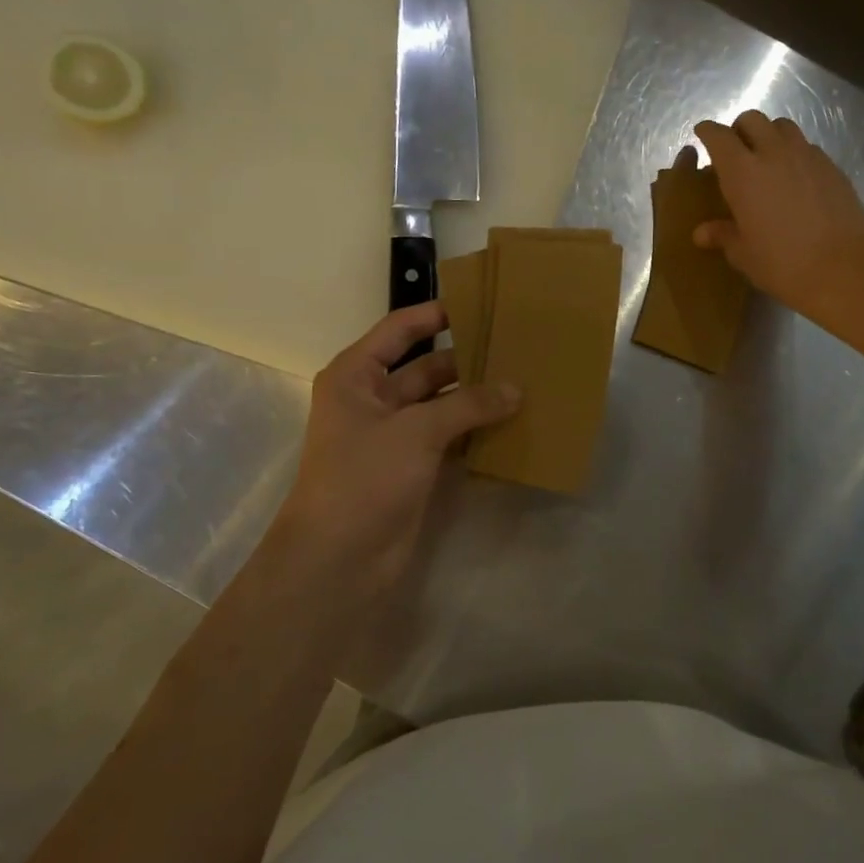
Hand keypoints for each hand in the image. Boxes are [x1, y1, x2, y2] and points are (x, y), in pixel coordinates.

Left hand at [272, 302, 518, 600]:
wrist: (339, 559)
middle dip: (467, 359)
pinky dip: (475, 429)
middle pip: (426, 366)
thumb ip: (469, 405)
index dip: (436, 314)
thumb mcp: (417, 431)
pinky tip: (511, 422)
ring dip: (476, 396)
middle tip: (516, 348)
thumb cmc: (365, 478)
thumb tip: (516, 389)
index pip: (399, 329)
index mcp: (357, 376)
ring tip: (523, 381)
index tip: (480, 303)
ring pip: (442, 403)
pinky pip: (449, 435)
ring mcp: (394, 435)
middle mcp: (373, 399)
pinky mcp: (412, 466)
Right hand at [691, 111, 863, 322]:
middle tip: (735, 150)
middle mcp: (773, 153)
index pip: (719, 136)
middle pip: (752, 119)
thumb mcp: (744, 254)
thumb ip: (723, 235)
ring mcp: (807, 156)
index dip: (708, 131)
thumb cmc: (783, 263)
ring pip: (782, 126)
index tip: (702, 134)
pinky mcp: (832, 166)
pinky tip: (795, 177)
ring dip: (769, 135)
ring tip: (766, 158)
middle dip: (739, 129)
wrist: (844, 268)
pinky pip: (807, 146)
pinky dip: (794, 152)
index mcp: (742, 172)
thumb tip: (702, 232)